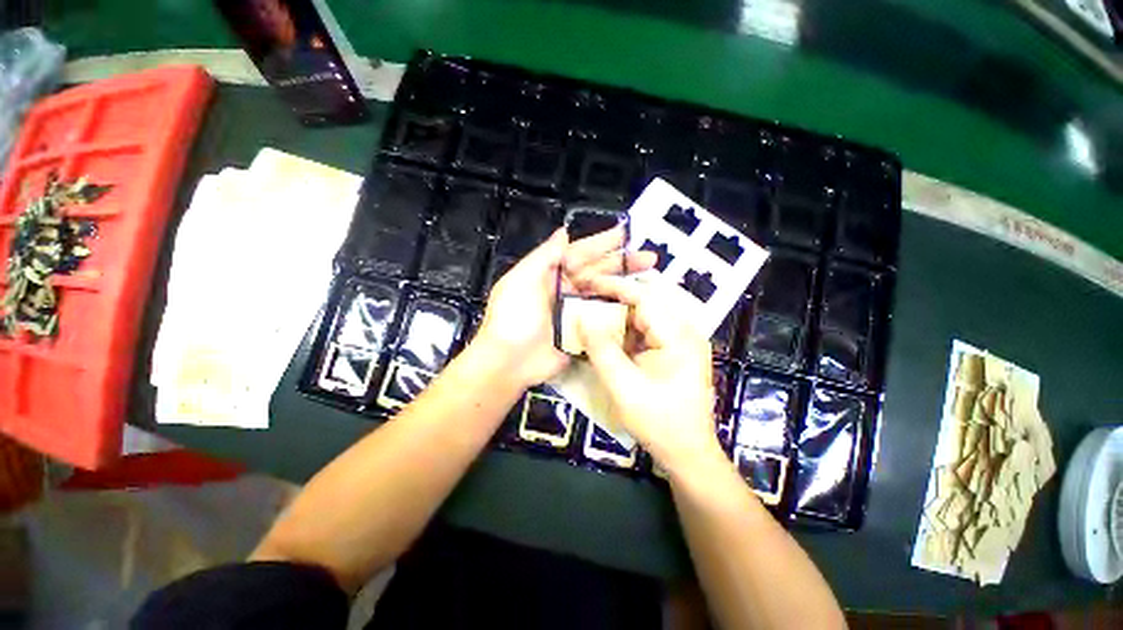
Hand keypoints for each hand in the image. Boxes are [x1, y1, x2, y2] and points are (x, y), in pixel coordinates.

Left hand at [475, 227, 655, 389]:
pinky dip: (620, 312)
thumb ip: (544, 256)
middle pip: (598, 272)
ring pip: (604, 294)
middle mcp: (566, 290)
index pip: (581, 254)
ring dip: (625, 286)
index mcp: (551, 275)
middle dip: (623, 264)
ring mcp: (576, 313)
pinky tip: (638, 307)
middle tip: (650, 258)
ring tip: (651, 279)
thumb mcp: (521, 280)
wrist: (508, 362)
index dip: (603, 243)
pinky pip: (604, 319)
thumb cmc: (512, 317)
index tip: (626, 234)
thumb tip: (564, 232)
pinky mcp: (583, 333)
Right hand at [576, 276, 721, 475]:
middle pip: (647, 302)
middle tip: (587, 298)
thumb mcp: (622, 386)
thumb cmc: (658, 422)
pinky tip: (610, 337)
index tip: (588, 283)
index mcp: (678, 336)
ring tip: (594, 315)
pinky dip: (627, 331)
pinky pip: (648, 331)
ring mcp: (682, 341)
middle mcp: (685, 331)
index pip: (644, 297)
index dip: (614, 287)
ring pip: (646, 316)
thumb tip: (583, 318)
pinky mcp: (676, 352)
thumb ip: (601, 349)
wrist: (688, 453)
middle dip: (615, 298)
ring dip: (620, 315)